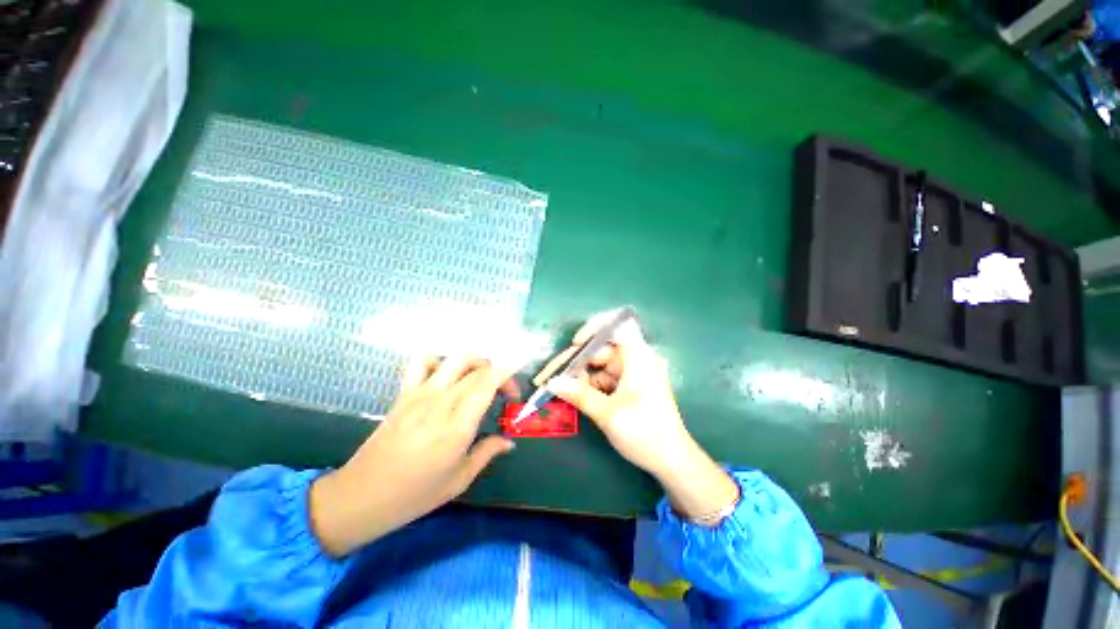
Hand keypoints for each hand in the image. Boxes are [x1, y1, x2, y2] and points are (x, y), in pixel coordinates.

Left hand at [310, 356, 518, 556]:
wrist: (361, 496)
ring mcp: (420, 394)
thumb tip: (509, 441)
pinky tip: (444, 376)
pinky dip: (439, 360)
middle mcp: (441, 402)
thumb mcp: (459, 480)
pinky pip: (421, 362)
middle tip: (504, 394)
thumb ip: (487, 453)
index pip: (488, 382)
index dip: (508, 375)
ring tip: (479, 378)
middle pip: (477, 368)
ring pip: (454, 359)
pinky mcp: (404, 394)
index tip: (516, 390)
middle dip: (498, 373)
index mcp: (457, 425)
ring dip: (474, 362)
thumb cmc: (415, 494)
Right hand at [541, 310, 738, 522]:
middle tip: (552, 375)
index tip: (576, 343)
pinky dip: (589, 384)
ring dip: (580, 375)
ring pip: (600, 364)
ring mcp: (632, 372)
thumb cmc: (645, 433)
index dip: (595, 327)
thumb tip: (552, 382)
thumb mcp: (609, 414)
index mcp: (639, 357)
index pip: (619, 325)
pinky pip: (604, 377)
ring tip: (558, 387)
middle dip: (577, 359)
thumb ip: (579, 395)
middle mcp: (636, 359)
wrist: (671, 461)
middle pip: (602, 347)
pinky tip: (575, 395)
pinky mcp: (629, 385)